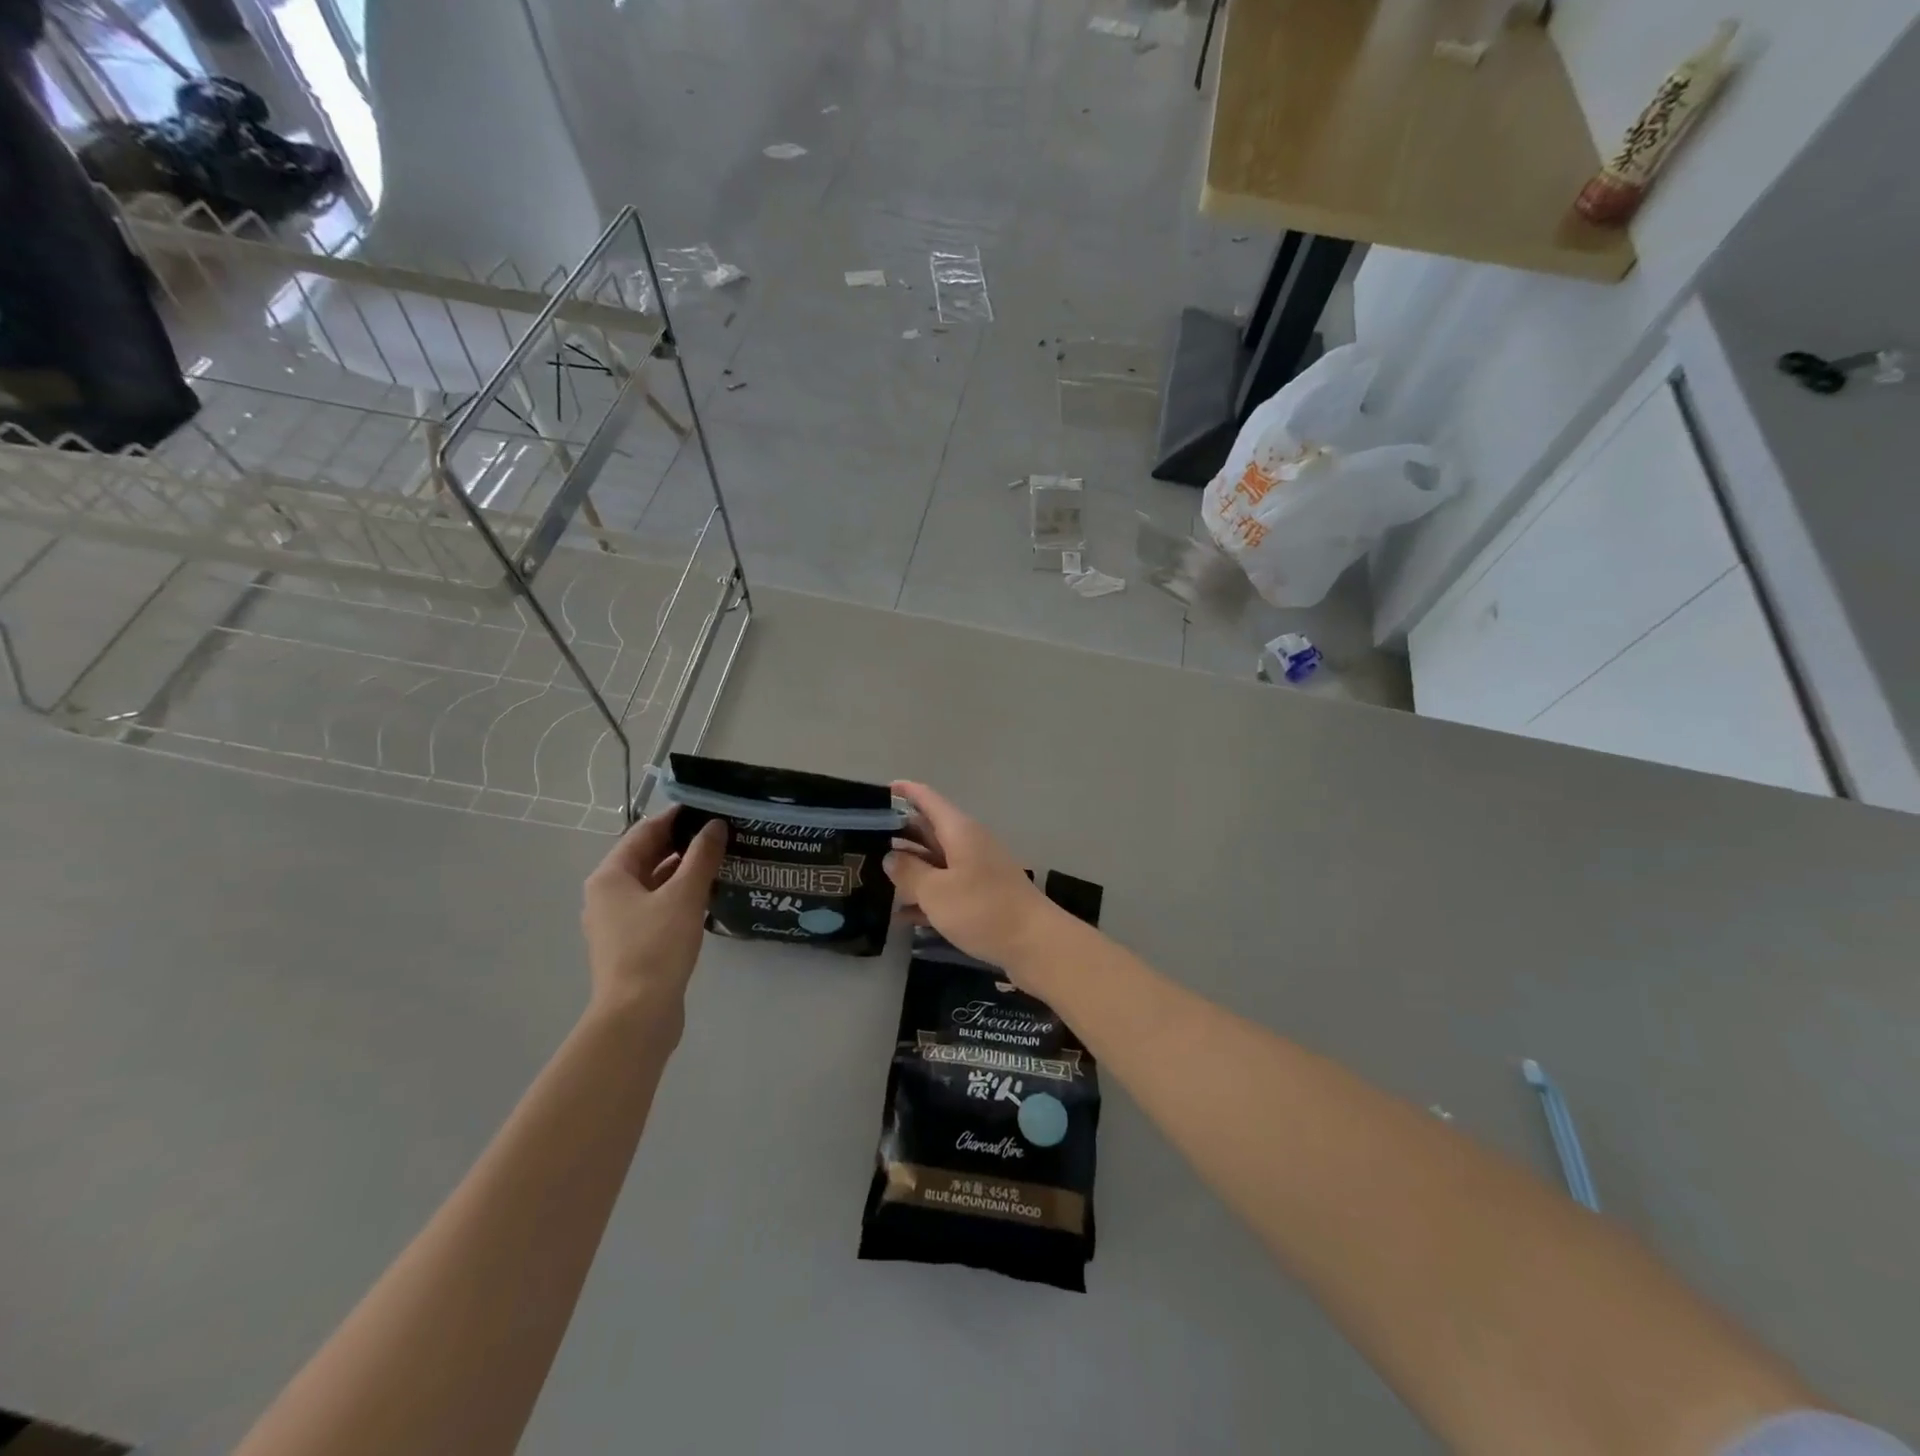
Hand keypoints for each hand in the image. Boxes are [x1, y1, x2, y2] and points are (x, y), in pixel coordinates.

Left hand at [581, 807, 725, 1035]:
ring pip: (654, 883)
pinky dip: (680, 896)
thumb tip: (715, 825)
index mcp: (610, 876)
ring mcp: (618, 922)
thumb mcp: (684, 895)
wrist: (637, 1015)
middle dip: (682, 844)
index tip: (710, 807)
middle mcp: (607, 894)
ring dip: (684, 870)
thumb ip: (701, 857)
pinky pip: (657, 907)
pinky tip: (709, 895)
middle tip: (721, 832)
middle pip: (646, 857)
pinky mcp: (633, 944)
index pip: (645, 832)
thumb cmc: (656, 947)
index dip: (677, 817)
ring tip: (722, 859)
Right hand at [883, 781, 1058, 974]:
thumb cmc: (983, 909)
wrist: (1035, 944)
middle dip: (899, 833)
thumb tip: (891, 857)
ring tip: (872, 875)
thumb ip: (909, 872)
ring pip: (935, 861)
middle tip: (863, 840)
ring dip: (909, 868)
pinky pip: (946, 887)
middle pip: (929, 830)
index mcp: (959, 831)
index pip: (928, 799)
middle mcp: (968, 844)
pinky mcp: (982, 896)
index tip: (879, 791)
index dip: (904, 791)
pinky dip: (925, 895)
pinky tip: (901, 915)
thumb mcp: (936, 891)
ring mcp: (977, 870)